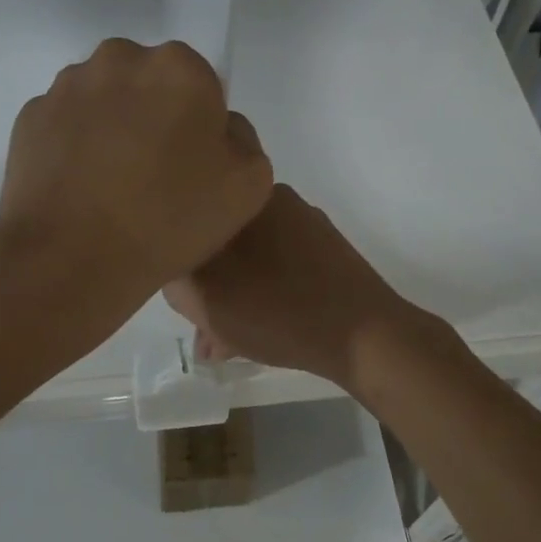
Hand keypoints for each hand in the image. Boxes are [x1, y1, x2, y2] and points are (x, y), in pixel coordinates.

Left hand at [0, 39, 272, 304]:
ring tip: (112, 186)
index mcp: (179, 67)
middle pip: (149, 83)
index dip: (200, 125)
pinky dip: (75, 146)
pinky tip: (81, 189)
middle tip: (155, 175)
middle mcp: (120, 59)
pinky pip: (67, 124)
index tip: (193, 166)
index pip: (201, 84)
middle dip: (154, 116)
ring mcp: (68, 86)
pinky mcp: (30, 116)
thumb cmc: (169, 219)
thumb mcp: (250, 185)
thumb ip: (242, 141)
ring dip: (113, 128)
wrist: (72, 258)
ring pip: (104, 99)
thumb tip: (214, 131)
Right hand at [163, 184, 426, 393]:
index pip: (191, 216)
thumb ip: (176, 280)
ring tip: (224, 342)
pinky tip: (255, 336)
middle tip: (201, 326)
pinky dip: (261, 296)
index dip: (176, 255)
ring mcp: (306, 227)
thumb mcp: (205, 300)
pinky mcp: (326, 254)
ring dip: (231, 295)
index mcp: (247, 199)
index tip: (178, 290)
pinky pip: (277, 269)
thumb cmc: (277, 312)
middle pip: (220, 239)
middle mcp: (276, 202)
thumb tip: (176, 273)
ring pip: (249, 259)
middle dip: (205, 282)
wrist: (364, 336)